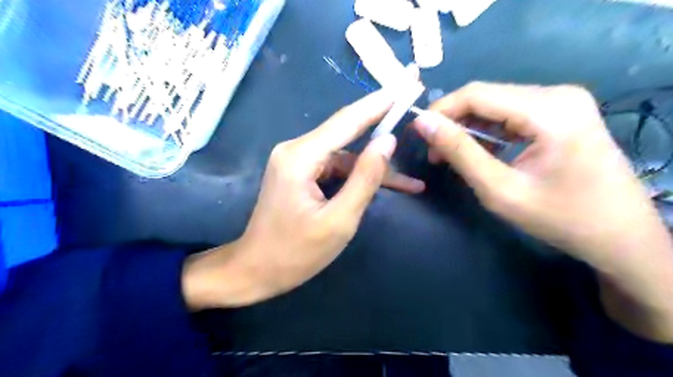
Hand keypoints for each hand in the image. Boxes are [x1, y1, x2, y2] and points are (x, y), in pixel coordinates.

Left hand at [183, 90, 425, 308]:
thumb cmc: (296, 253)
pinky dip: (356, 176)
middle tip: (412, 116)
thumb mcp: (339, 220)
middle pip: (346, 135)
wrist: (256, 269)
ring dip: (373, 168)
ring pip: (344, 156)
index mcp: (300, 157)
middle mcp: (295, 150)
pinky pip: (334, 167)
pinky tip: (380, 187)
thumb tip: (387, 141)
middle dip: (381, 130)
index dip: (378, 103)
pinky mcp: (299, 172)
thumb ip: (365, 178)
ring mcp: (295, 160)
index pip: (347, 121)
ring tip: (408, 184)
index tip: (405, 86)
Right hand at [410, 82, 672, 341]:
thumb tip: (423, 123)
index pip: (476, 94)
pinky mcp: (562, 113)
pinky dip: (487, 132)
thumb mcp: (499, 188)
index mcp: (548, 109)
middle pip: (486, 96)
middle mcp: (558, 94)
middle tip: (433, 153)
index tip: (418, 134)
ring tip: (449, 156)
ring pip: (496, 104)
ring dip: (468, 128)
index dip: (440, 111)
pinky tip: (478, 152)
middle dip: (453, 122)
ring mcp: (563, 102)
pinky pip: (511, 114)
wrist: (619, 236)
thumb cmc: (560, 218)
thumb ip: (459, 152)